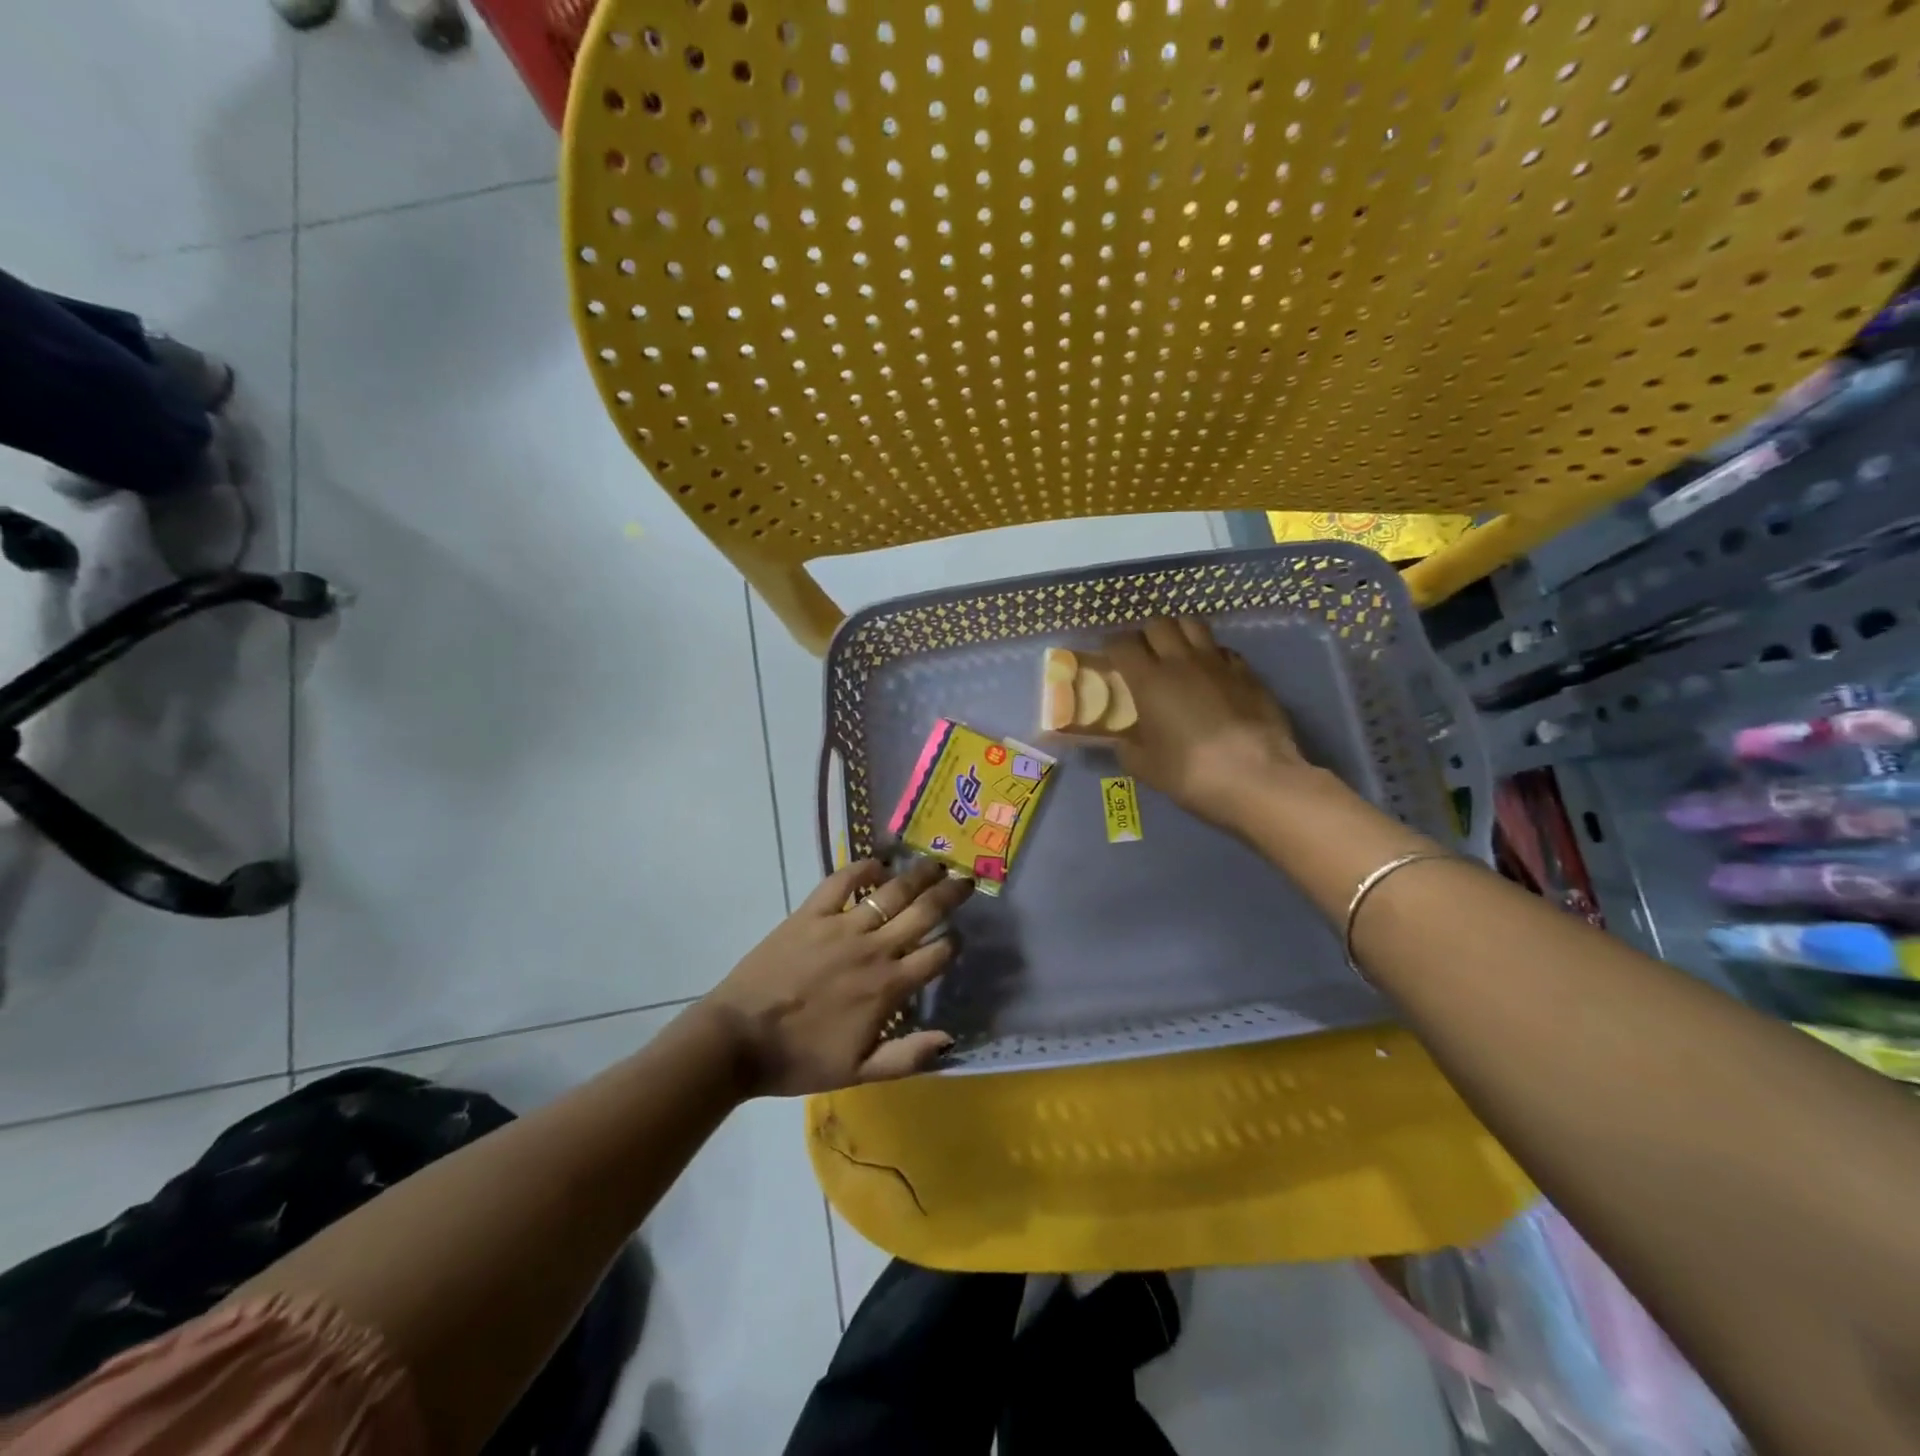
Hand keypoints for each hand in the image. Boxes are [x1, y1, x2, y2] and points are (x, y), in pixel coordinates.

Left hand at [701, 857, 972, 1096]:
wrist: (739, 1040)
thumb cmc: (800, 1059)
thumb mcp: (859, 1071)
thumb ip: (907, 1056)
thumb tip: (950, 1038)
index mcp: (888, 987)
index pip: (936, 955)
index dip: (953, 943)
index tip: (959, 936)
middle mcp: (873, 949)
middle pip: (922, 912)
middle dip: (949, 895)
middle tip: (965, 879)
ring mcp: (841, 926)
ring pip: (890, 892)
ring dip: (917, 875)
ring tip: (935, 863)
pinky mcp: (810, 913)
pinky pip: (841, 881)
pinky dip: (863, 868)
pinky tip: (879, 862)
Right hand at [1108, 618, 1314, 832]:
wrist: (1256, 777)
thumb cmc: (1191, 773)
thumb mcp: (1145, 767)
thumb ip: (1128, 748)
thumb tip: (1122, 741)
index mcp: (1149, 680)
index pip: (1122, 644)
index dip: (1111, 646)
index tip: (1109, 657)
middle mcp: (1181, 661)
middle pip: (1158, 624)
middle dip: (1146, 634)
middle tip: (1143, 654)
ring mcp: (1218, 663)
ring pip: (1193, 624)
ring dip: (1179, 633)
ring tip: (1176, 653)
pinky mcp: (1248, 672)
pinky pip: (1222, 650)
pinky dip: (1211, 654)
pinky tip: (1211, 674)